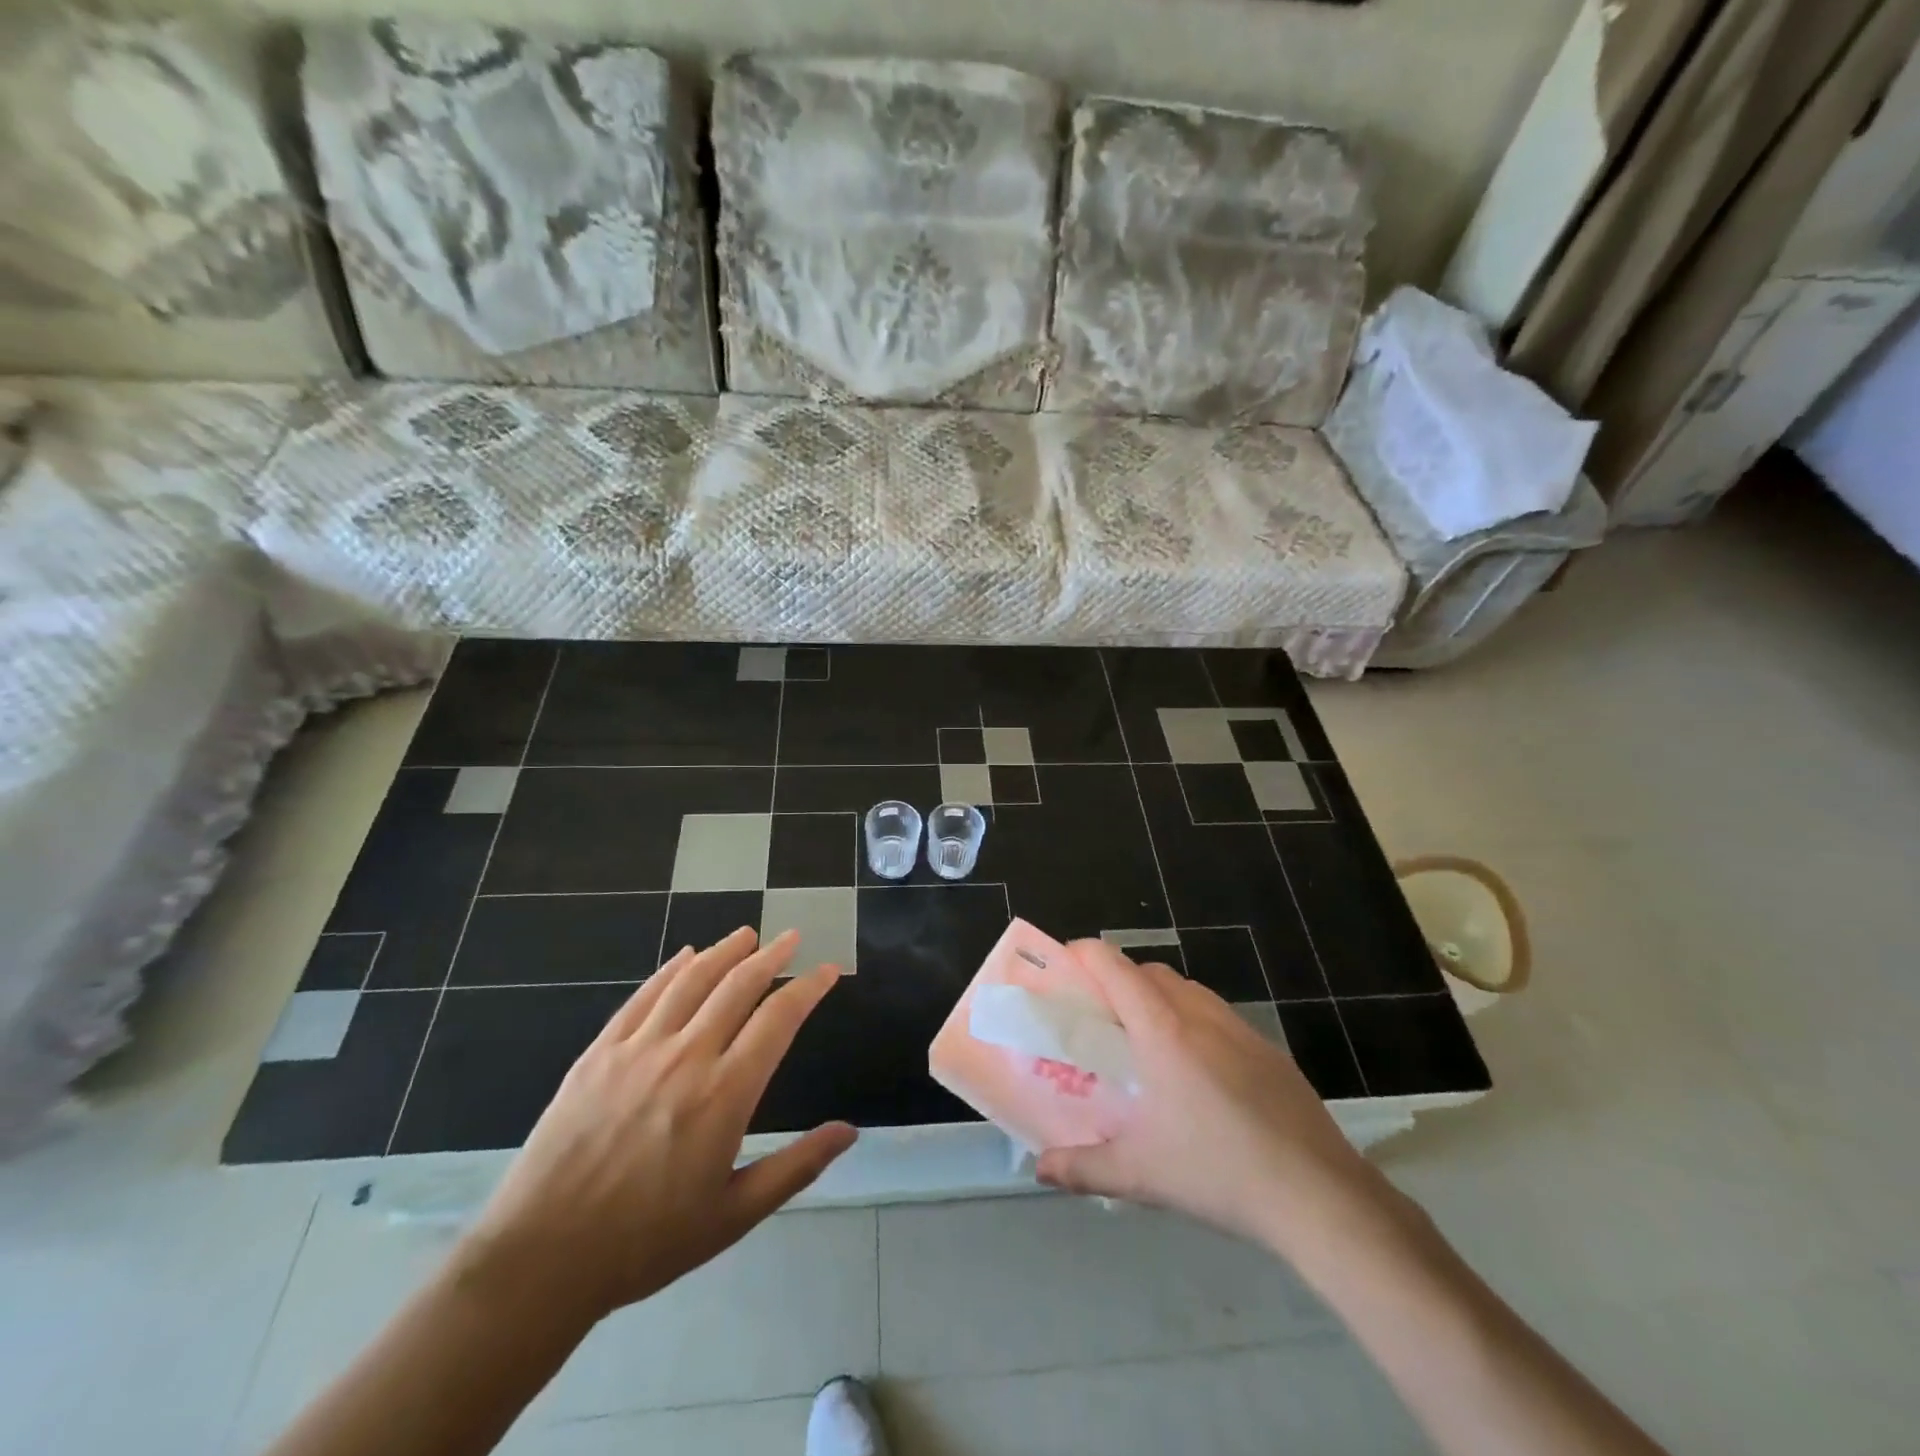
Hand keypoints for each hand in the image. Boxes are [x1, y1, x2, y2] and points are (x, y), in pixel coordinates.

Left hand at [454, 928, 855, 1325]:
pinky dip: (669, 970)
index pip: (778, 1020)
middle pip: (738, 986)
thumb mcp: (733, 1215)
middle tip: (791, 937)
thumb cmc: (647, 1242)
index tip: (828, 970)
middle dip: (771, 956)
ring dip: (724, 952)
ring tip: (746, 935)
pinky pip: (642, 997)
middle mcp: (686, 1057)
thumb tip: (849, 1132)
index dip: (808, 988)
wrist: (541, 1259)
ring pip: (691, 981)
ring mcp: (638, 1050)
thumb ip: (796, 1167)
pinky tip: (685, 957)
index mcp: (725, 1094)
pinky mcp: (599, 1053)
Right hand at [1035, 940, 1379, 1253]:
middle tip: (1101, 1019)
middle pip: (1150, 972)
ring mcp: (1241, 1029)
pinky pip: (1220, 1017)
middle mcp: (1199, 1015)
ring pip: (1188, 990)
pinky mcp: (1270, 1051)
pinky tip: (1200, 1075)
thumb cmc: (1217, 1172)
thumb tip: (1041, 1168)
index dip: (1084, 954)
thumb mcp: (1140, 1174)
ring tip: (1148, 1046)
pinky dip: (1195, 1023)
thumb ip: (1082, 1167)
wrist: (1318, 1195)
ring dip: (1159, 999)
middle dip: (1119, 980)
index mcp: (1162, 1030)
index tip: (1064, 967)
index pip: (1114, 966)